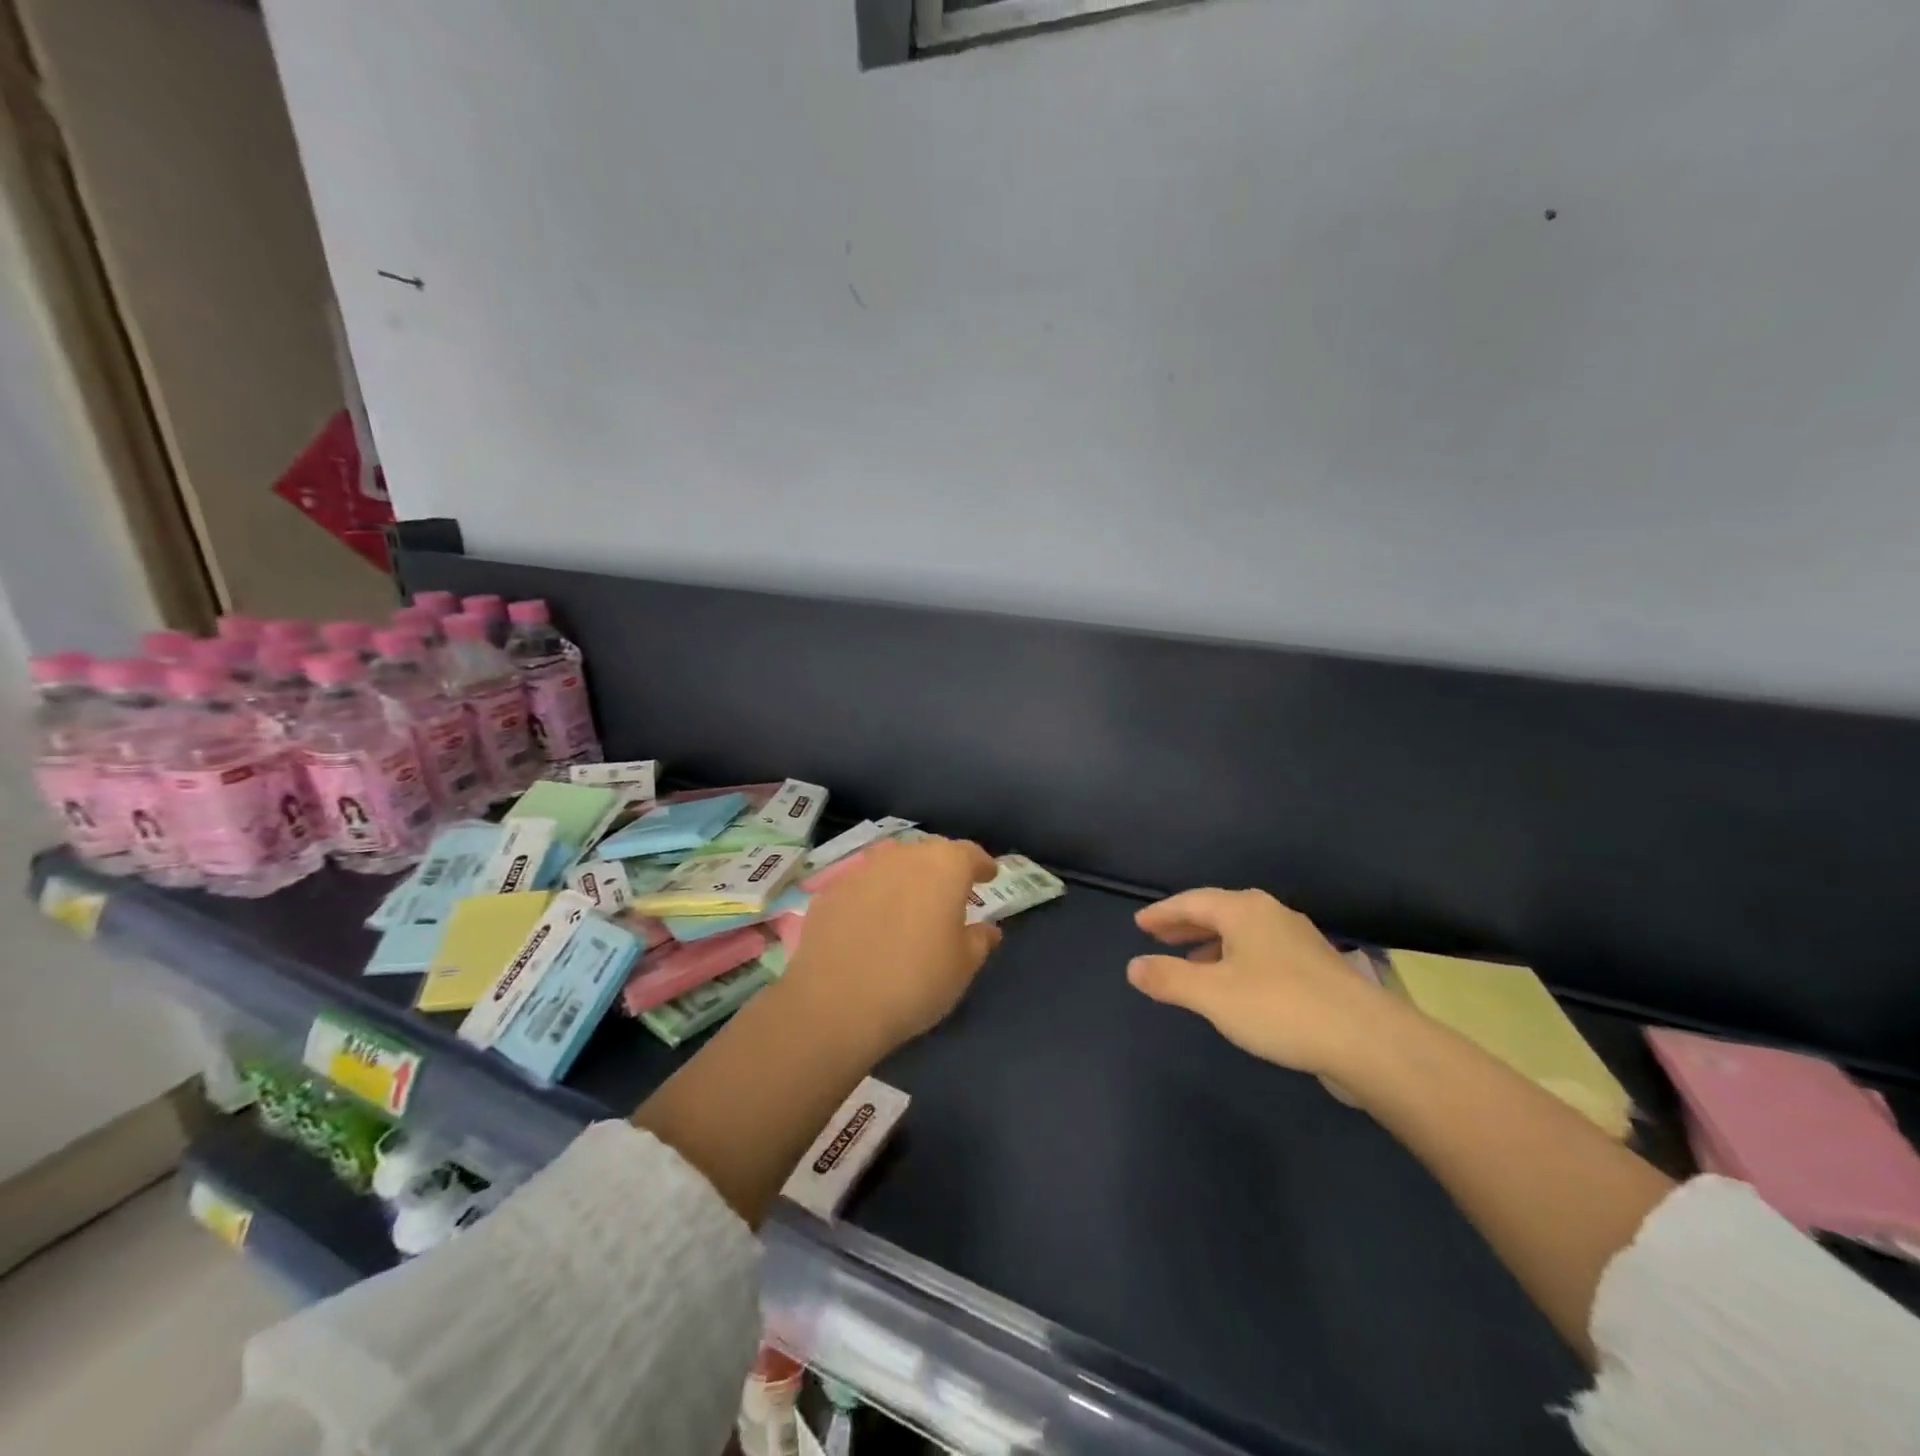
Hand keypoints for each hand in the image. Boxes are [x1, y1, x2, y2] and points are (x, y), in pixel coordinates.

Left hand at [789, 836, 1003, 1053]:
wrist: (834, 1003)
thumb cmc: (914, 981)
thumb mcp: (962, 967)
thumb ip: (979, 940)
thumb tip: (987, 929)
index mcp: (944, 866)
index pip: (969, 853)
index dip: (981, 865)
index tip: (989, 876)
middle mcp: (903, 856)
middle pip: (930, 853)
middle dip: (943, 869)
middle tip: (950, 894)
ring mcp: (862, 869)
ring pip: (893, 865)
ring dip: (906, 879)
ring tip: (910, 906)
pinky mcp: (830, 890)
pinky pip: (863, 885)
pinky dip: (874, 897)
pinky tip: (872, 923)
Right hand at [1127, 888, 1390, 1076]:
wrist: (1367, 1040)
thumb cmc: (1279, 1007)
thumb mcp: (1211, 995)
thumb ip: (1168, 978)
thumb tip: (1133, 966)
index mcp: (1244, 910)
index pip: (1191, 901)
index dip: (1162, 913)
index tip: (1139, 924)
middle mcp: (1271, 914)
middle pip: (1218, 912)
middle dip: (1186, 924)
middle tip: (1158, 937)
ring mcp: (1298, 939)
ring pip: (1242, 932)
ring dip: (1211, 943)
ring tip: (1190, 962)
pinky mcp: (1316, 966)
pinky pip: (1261, 950)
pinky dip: (1236, 958)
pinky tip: (1235, 985)